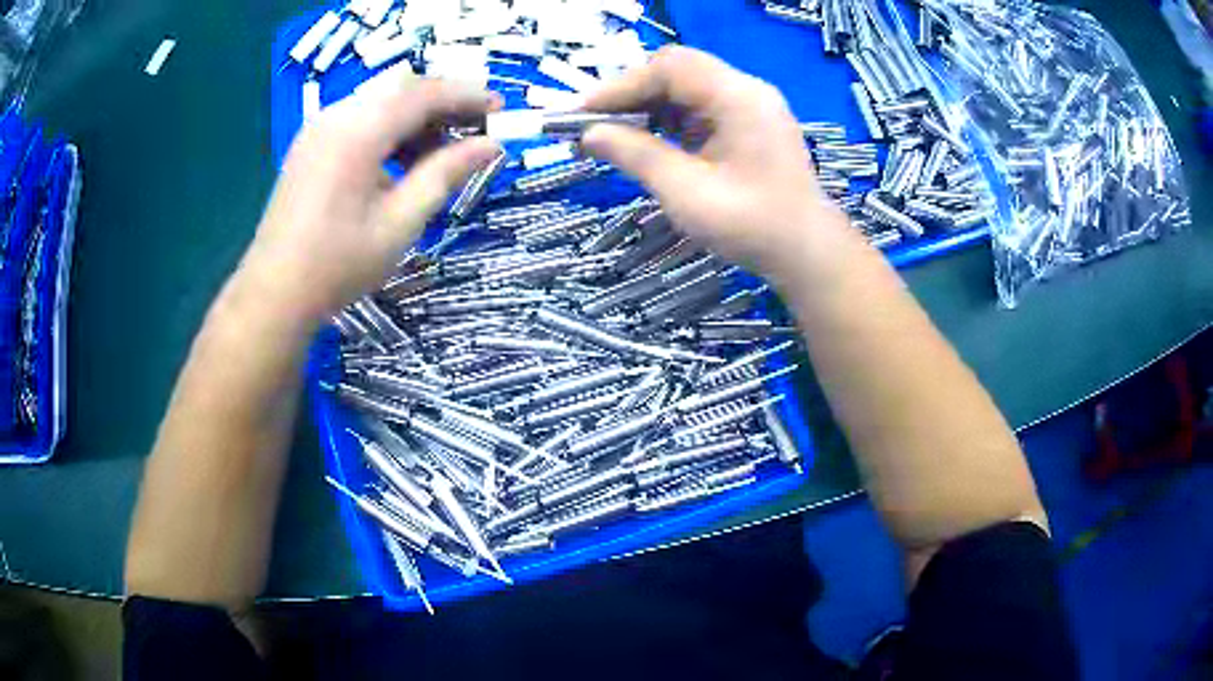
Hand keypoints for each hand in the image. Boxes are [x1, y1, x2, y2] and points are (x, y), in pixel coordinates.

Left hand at [241, 67, 502, 321]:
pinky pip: (360, 117)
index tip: (501, 109)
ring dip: (416, 116)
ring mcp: (319, 127)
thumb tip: (491, 145)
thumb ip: (445, 174)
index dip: (467, 96)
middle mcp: (337, 116)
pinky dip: (390, 128)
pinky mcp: (311, 143)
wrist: (274, 292)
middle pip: (401, 88)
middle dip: (443, 102)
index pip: (424, 93)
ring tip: (442, 153)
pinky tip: (402, 160)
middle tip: (476, 130)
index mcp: (358, 132)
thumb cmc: (338, 265)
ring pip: (380, 101)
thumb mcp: (401, 222)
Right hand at [581, 46, 846, 274]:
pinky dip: (668, 120)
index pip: (669, 67)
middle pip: (677, 71)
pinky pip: (700, 108)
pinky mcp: (749, 124)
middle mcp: (746, 91)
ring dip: (648, 107)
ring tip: (613, 134)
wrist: (807, 253)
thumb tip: (590, 134)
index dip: (621, 86)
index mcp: (738, 98)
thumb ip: (637, 156)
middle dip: (631, 94)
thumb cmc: (752, 227)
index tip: (582, 113)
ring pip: (686, 88)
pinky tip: (648, 141)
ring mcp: (750, 106)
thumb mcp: (687, 193)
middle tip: (593, 123)